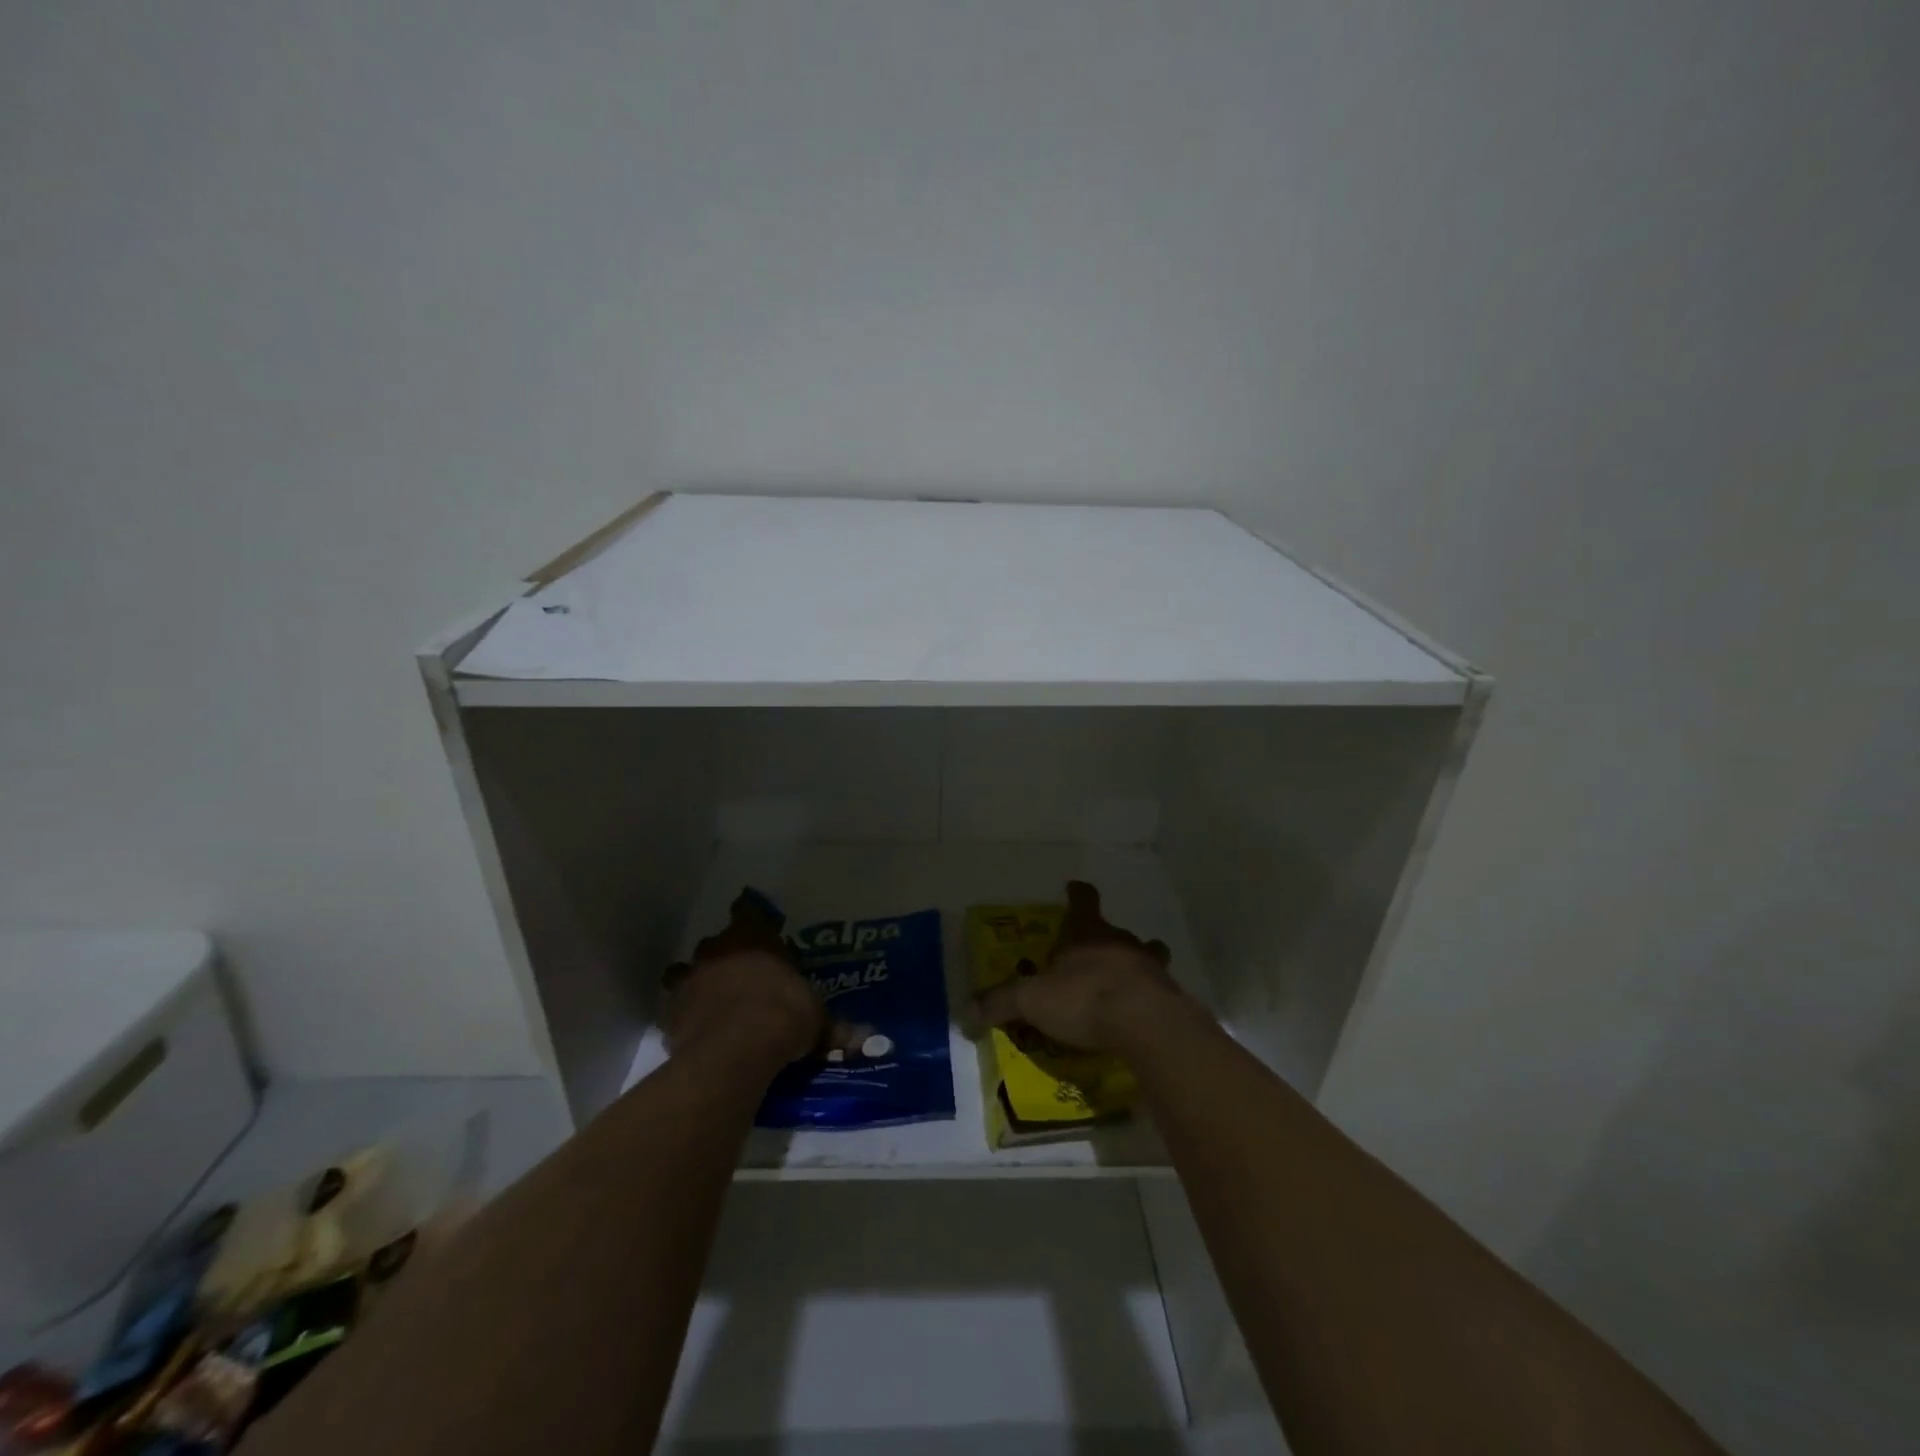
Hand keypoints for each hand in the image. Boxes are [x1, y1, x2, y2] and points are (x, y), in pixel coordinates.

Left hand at [663, 891, 823, 1064]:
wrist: (736, 1051)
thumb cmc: (784, 1014)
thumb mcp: (816, 1019)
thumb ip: (830, 1025)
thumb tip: (862, 1038)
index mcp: (753, 937)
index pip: (747, 910)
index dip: (750, 916)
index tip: (755, 924)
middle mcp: (717, 950)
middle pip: (716, 943)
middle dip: (726, 957)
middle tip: (744, 976)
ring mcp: (689, 980)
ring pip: (686, 973)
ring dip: (698, 984)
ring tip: (713, 1004)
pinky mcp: (669, 1014)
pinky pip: (676, 1011)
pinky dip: (684, 1019)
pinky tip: (698, 1034)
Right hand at [975, 880, 1187, 1053]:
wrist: (1147, 1024)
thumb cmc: (1085, 997)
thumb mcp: (1032, 999)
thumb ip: (1001, 1003)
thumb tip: (965, 1013)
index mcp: (1088, 932)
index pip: (1083, 900)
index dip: (1078, 893)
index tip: (1074, 887)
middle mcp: (1122, 942)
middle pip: (1116, 931)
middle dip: (1105, 940)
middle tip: (1091, 957)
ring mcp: (1150, 968)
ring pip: (1144, 957)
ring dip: (1133, 967)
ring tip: (1119, 987)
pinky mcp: (1169, 998)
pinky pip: (1155, 992)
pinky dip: (1145, 1000)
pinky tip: (1134, 1019)